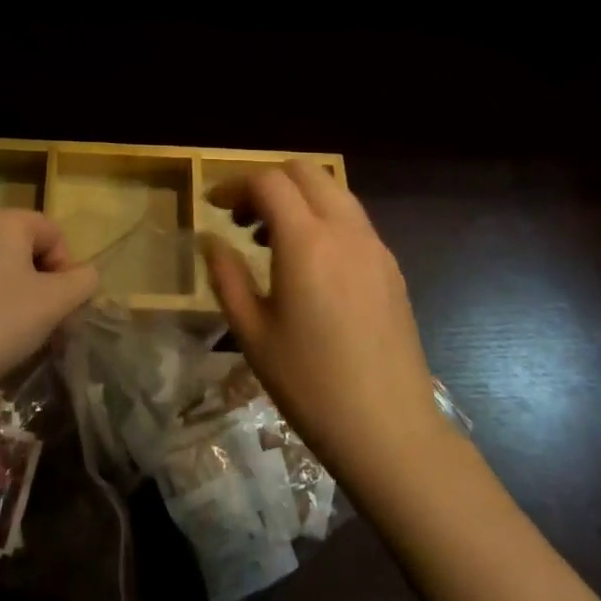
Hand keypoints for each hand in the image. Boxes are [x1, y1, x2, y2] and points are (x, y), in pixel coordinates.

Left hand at [0, 209, 97, 409]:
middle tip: (43, 325)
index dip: (66, 270)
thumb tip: (84, 275)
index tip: (61, 309)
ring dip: (13, 296)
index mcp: (3, 220)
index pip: (53, 233)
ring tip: (12, 336)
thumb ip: (82, 282)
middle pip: (23, 249)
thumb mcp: (53, 304)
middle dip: (40, 284)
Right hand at [201, 161, 441, 484]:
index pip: (268, 182)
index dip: (234, 185)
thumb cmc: (310, 384)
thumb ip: (227, 276)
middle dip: (268, 181)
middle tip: (242, 216)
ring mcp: (374, 246)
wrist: (389, 429)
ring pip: (333, 191)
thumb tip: (210, 240)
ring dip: (298, 198)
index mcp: (306, 241)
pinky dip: (323, 218)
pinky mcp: (391, 266)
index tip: (214, 205)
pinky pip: (352, 220)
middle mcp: (344, 230)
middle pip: (306, 171)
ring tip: (271, 239)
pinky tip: (309, 263)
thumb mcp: (252, 332)